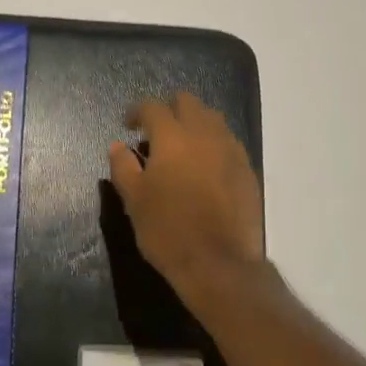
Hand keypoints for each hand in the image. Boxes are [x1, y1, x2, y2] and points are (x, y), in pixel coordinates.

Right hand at [107, 93, 264, 298]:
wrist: (219, 263)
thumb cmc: (167, 230)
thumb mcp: (134, 200)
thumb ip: (123, 167)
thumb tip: (118, 146)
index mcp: (172, 137)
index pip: (153, 107)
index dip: (137, 111)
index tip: (128, 124)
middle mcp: (205, 134)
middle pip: (188, 102)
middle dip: (170, 109)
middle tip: (156, 130)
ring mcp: (231, 150)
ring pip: (213, 119)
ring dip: (194, 123)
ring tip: (182, 146)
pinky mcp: (247, 170)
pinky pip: (228, 143)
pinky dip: (213, 145)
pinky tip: (205, 167)